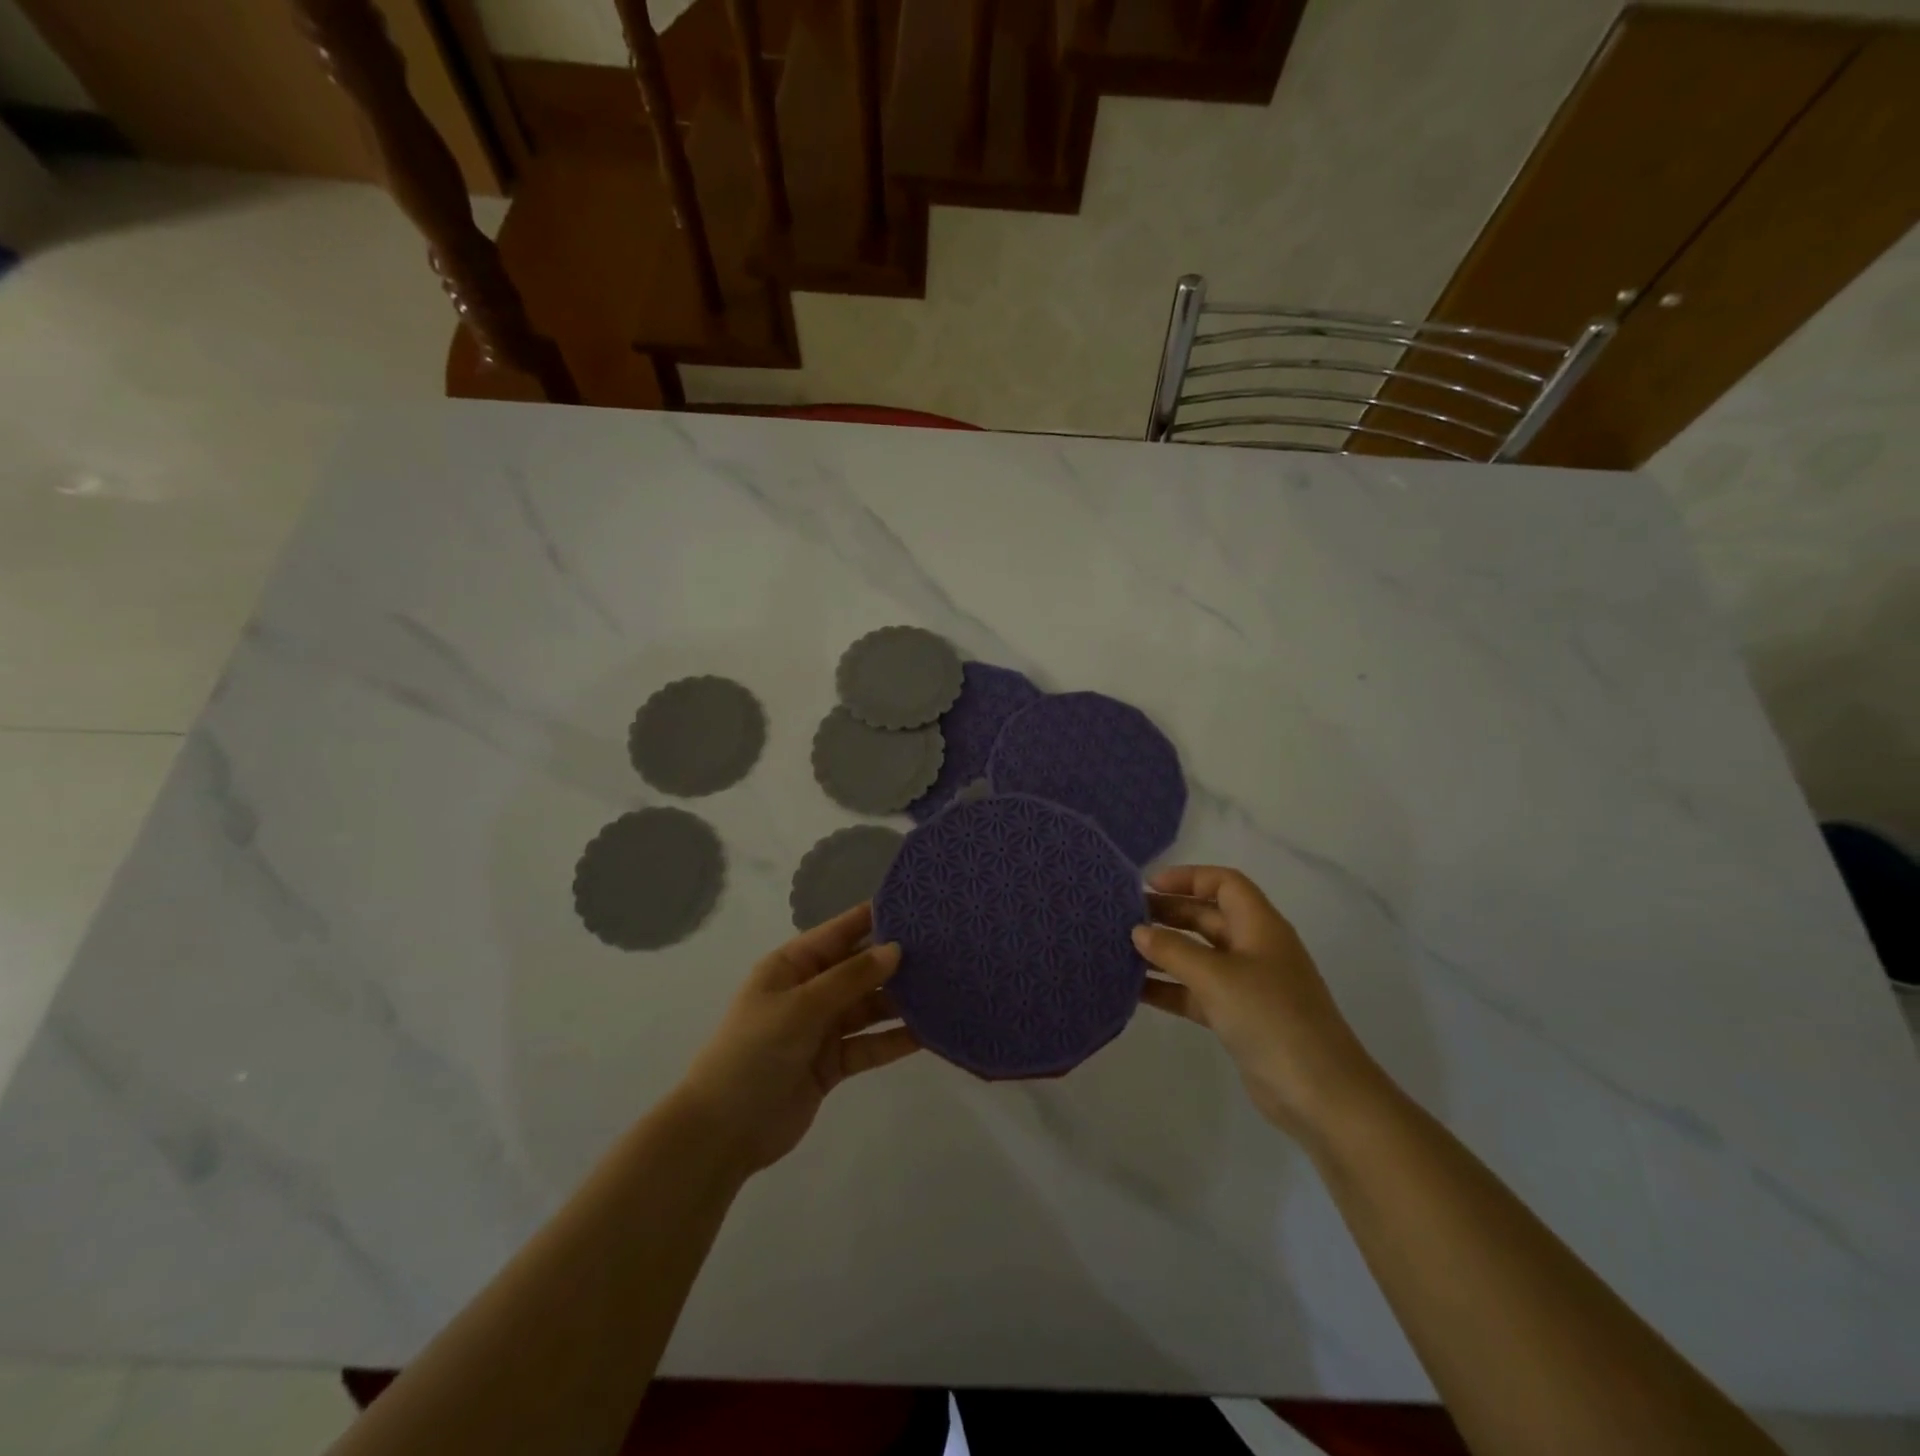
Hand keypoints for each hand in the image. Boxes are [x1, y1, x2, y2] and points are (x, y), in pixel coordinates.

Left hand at [674, 903, 919, 1178]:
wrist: (723, 1131)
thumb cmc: (753, 1052)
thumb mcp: (800, 1007)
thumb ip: (850, 978)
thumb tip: (896, 949)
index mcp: (793, 965)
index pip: (841, 932)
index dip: (875, 917)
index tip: (918, 906)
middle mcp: (810, 990)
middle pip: (860, 968)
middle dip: (897, 961)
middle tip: (946, 949)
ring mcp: (822, 1027)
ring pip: (870, 1006)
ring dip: (901, 1001)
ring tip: (946, 988)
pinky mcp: (833, 1062)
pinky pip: (870, 1043)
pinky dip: (895, 1039)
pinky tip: (929, 1032)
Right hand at [1135, 865, 1382, 1140]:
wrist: (1321, 1095)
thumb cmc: (1271, 1019)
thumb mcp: (1217, 977)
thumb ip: (1173, 950)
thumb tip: (1138, 931)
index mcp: (1260, 926)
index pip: (1224, 884)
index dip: (1188, 877)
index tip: (1148, 886)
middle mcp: (1254, 948)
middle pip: (1207, 917)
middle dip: (1169, 914)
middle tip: (1124, 918)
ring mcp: (1248, 985)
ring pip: (1199, 956)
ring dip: (1164, 952)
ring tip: (1121, 949)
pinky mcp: (1238, 1017)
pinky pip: (1196, 991)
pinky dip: (1169, 988)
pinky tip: (1134, 990)